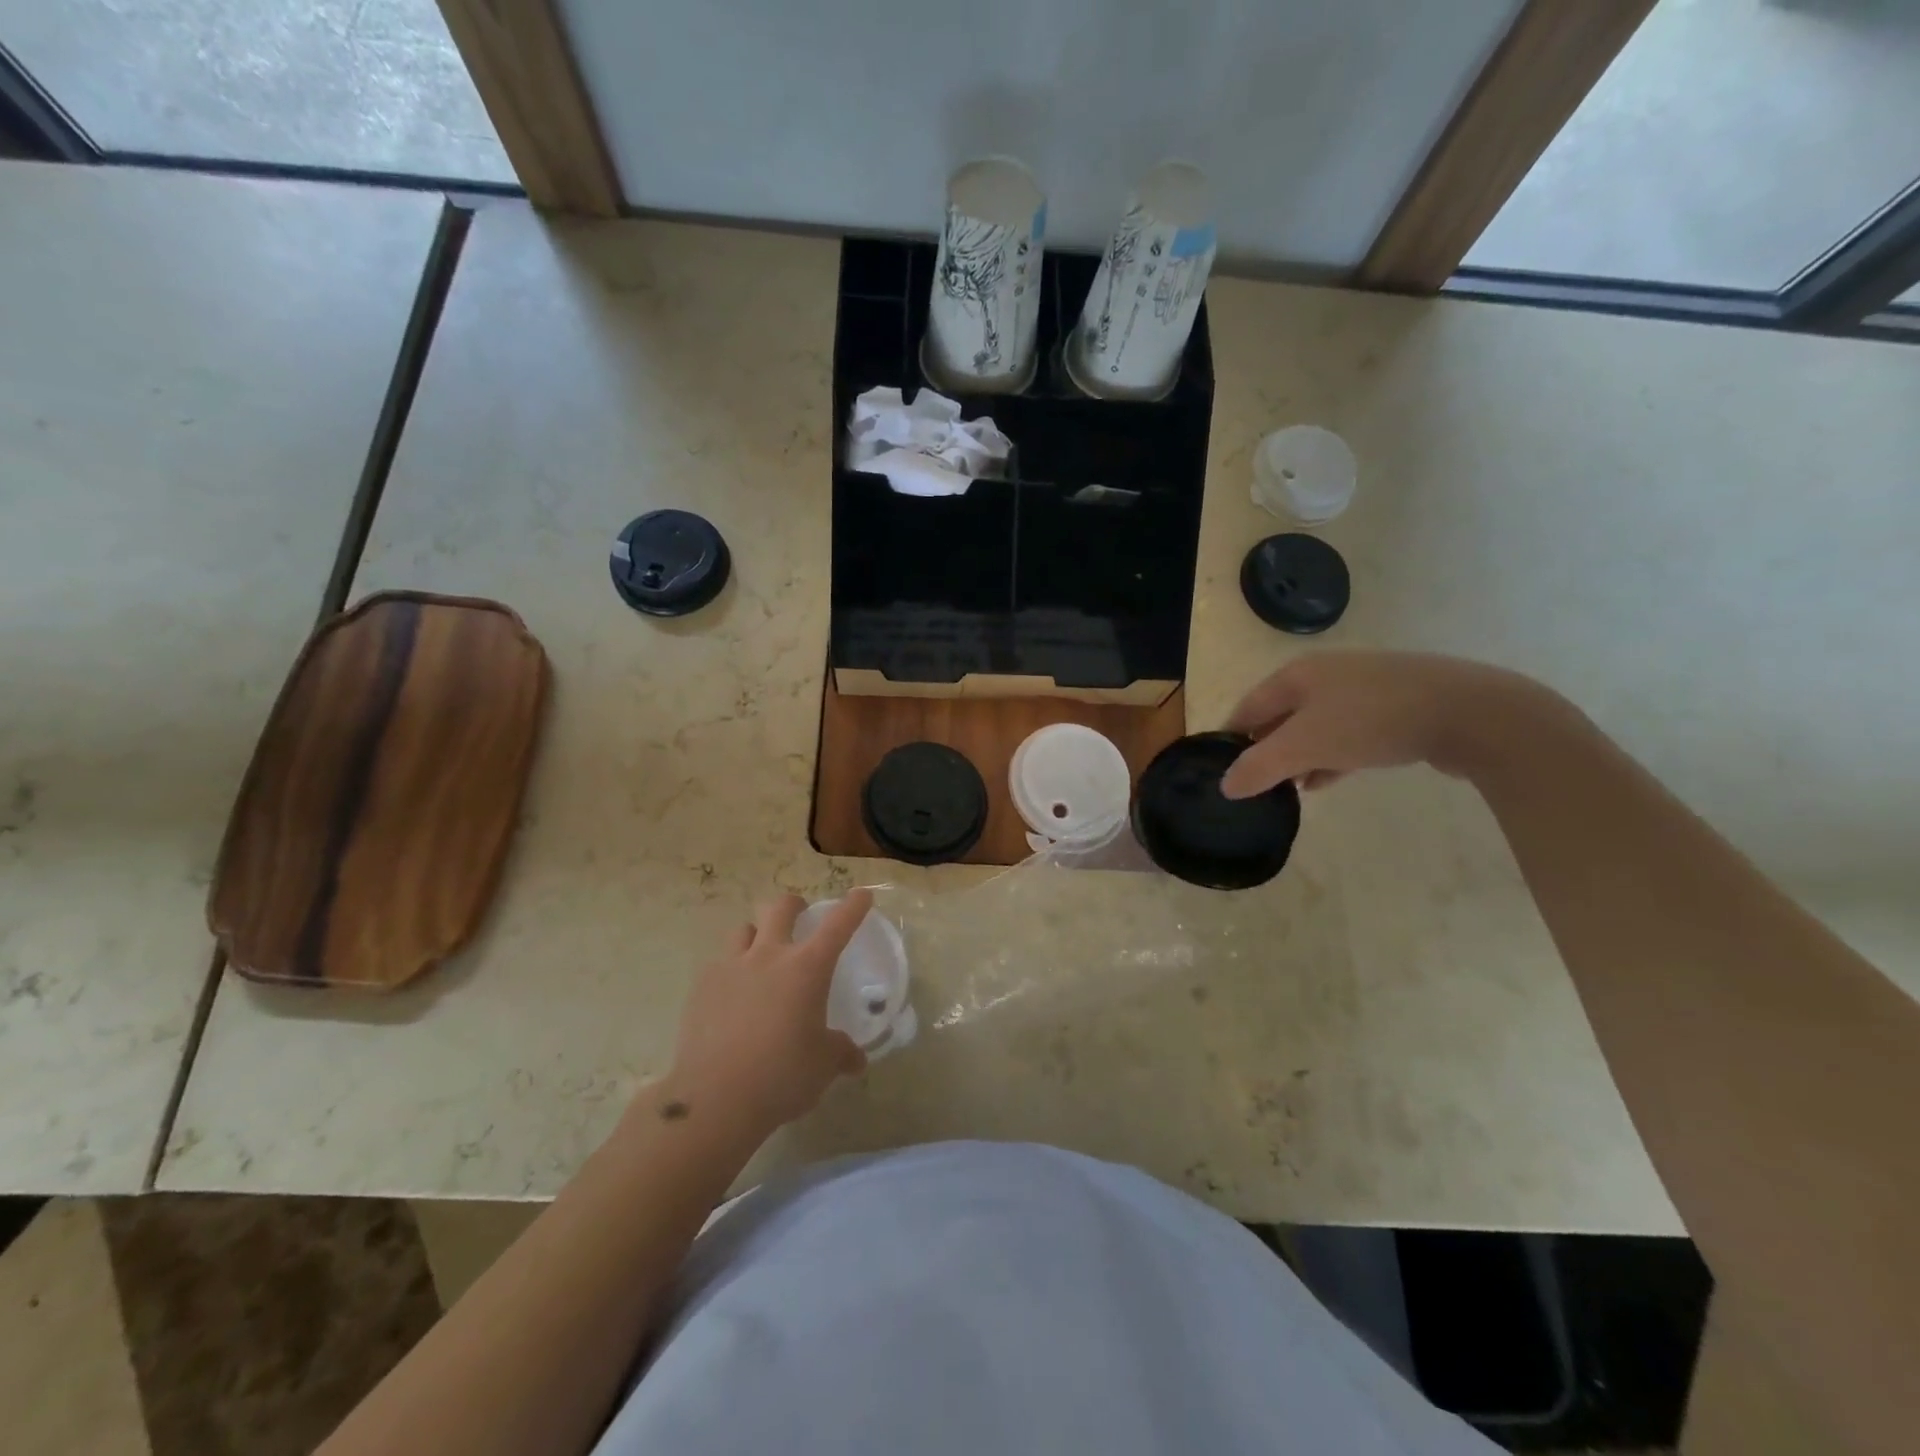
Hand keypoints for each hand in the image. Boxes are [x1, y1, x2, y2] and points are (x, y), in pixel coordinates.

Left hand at [662, 891, 871, 1138]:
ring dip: (758, 934)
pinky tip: (733, 995)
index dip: (853, 906)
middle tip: (801, 916)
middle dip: (795, 905)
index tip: (862, 895)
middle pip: (781, 908)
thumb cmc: (782, 1076)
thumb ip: (840, 1053)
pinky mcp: (702, 987)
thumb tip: (855, 1059)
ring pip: (744, 929)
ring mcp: (731, 967)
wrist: (714, 1100)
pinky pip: (720, 963)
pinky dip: (732, 969)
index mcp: (807, 968)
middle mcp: (769, 956)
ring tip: (762, 954)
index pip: (838, 925)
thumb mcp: (823, 1066)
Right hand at [1219, 651, 1550, 798]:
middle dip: (1265, 750)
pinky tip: (1326, 780)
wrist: (1470, 712)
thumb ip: (1260, 767)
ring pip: (1314, 727)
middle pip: (1280, 716)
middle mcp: (1325, 675)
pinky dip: (1330, 756)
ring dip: (1298, 757)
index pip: (1248, 708)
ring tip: (1287, 790)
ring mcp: (1362, 688)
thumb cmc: (1371, 721)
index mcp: (1297, 674)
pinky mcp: (1394, 707)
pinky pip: (1346, 733)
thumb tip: (1226, 786)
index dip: (1230, 739)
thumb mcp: (1305, 746)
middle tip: (1254, 785)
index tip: (1219, 771)